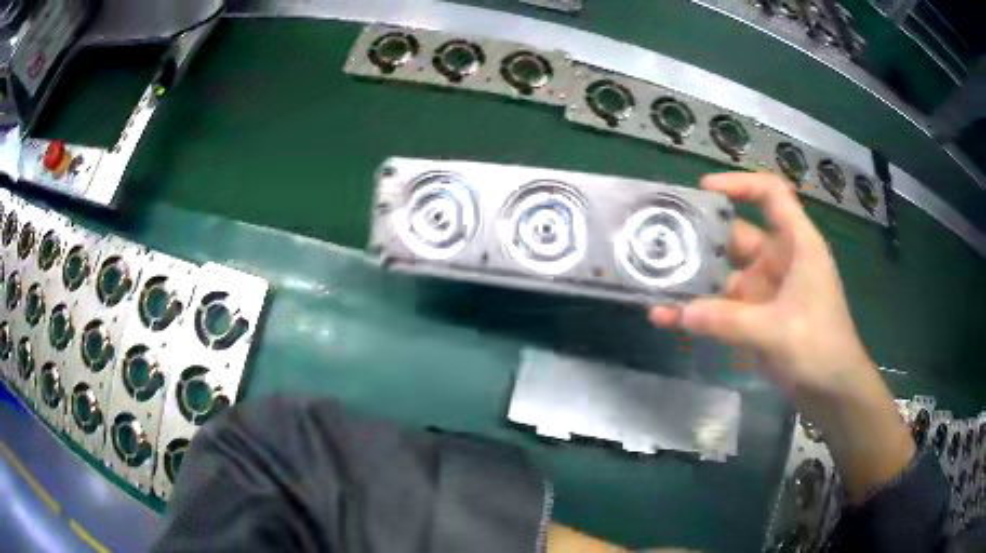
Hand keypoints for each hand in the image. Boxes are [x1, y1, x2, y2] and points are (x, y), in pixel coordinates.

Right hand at [650, 172, 868, 412]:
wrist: (832, 390)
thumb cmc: (820, 347)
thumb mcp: (778, 331)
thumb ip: (729, 321)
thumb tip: (679, 312)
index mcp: (797, 244)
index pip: (771, 195)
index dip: (740, 184)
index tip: (704, 190)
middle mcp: (779, 259)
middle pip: (738, 234)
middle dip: (703, 235)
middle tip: (662, 237)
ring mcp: (766, 289)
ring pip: (725, 272)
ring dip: (696, 278)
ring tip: (655, 279)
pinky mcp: (755, 316)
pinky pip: (723, 306)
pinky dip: (700, 310)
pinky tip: (670, 316)